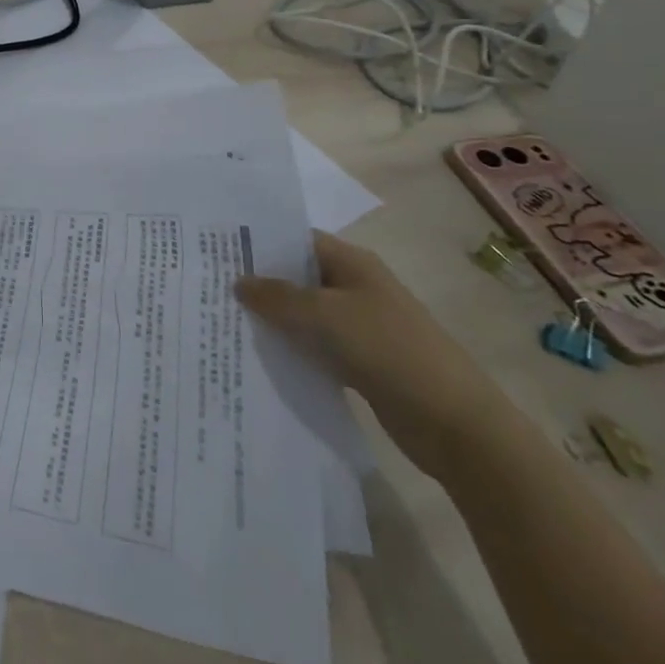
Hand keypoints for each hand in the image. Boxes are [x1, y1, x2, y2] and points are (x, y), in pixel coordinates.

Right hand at [236, 233, 504, 478]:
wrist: (455, 423)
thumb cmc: (388, 350)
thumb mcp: (325, 315)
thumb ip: (278, 297)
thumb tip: (239, 282)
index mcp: (352, 263)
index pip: (297, 240)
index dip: (260, 243)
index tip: (217, 251)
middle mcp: (355, 288)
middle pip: (298, 276)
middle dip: (260, 282)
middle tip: (209, 287)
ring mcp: (359, 326)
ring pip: (304, 314)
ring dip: (273, 319)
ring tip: (224, 321)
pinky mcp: (361, 362)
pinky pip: (315, 346)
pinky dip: (292, 349)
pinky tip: (259, 357)